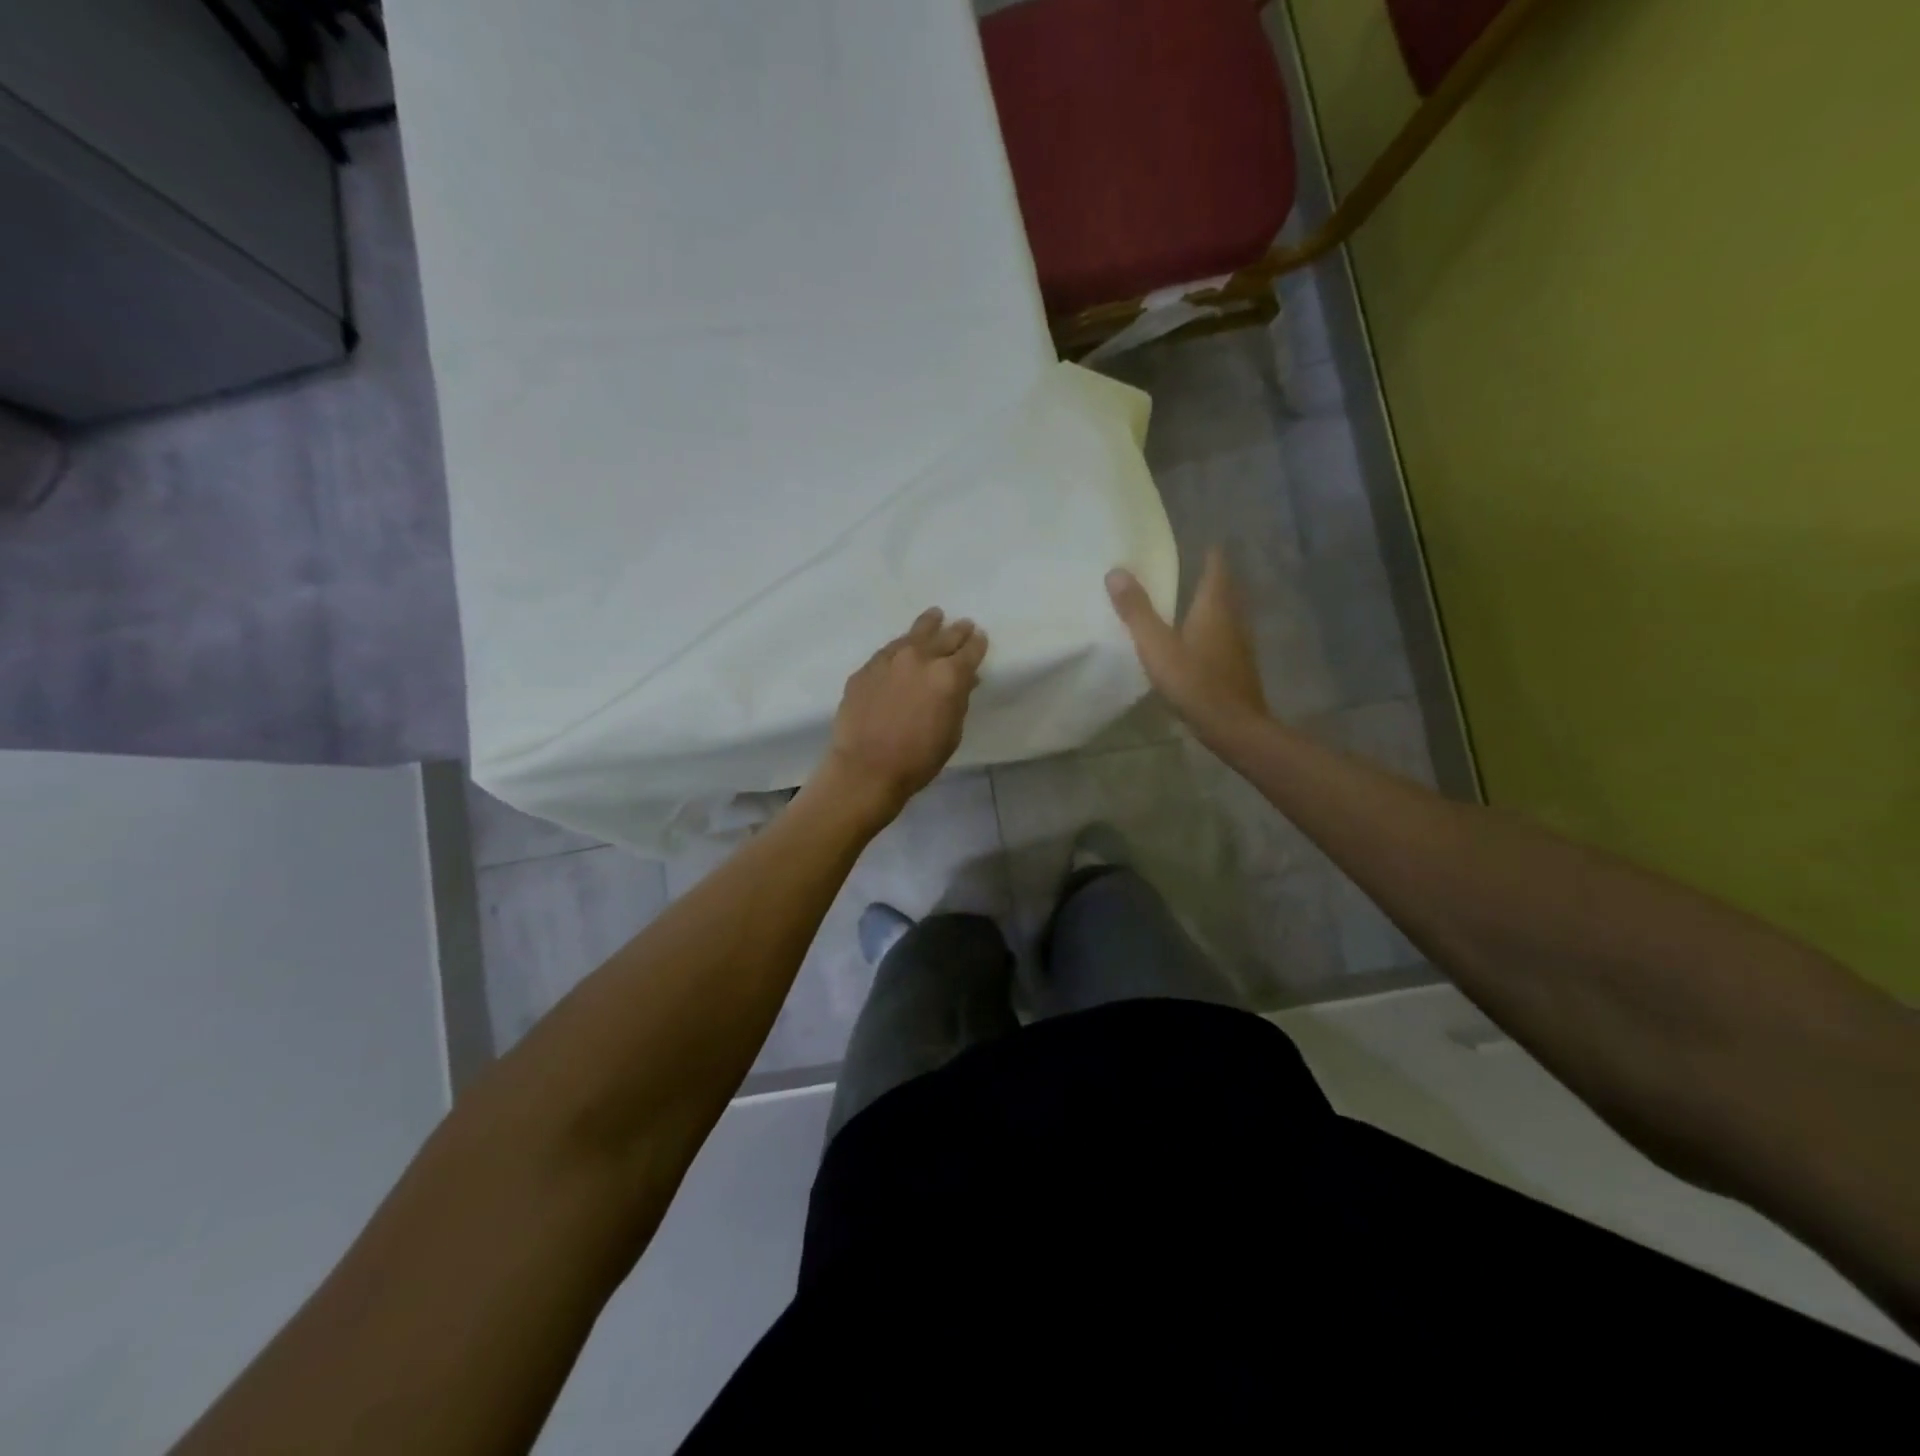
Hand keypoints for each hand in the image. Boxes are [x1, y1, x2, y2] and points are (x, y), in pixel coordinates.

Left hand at [818, 608, 988, 820]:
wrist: (866, 768)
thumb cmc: (918, 759)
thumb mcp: (951, 733)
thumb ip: (959, 701)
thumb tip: (964, 682)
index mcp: (949, 676)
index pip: (970, 651)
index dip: (978, 644)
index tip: (980, 638)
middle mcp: (920, 658)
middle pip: (944, 637)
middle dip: (957, 631)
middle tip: (965, 625)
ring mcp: (889, 660)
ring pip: (914, 635)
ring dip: (928, 625)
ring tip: (935, 616)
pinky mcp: (866, 669)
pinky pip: (889, 650)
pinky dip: (901, 645)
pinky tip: (903, 645)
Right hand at [1107, 548, 1267, 731]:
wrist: (1234, 726)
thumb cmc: (1194, 682)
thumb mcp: (1156, 646)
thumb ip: (1136, 611)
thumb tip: (1115, 571)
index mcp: (1214, 607)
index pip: (1217, 567)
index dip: (1210, 553)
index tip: (1199, 543)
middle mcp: (1232, 618)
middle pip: (1224, 589)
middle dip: (1210, 577)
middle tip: (1190, 568)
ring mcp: (1239, 643)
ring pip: (1227, 613)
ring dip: (1212, 604)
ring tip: (1190, 601)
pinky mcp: (1238, 666)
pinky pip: (1225, 636)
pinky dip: (1213, 630)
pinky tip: (1199, 641)